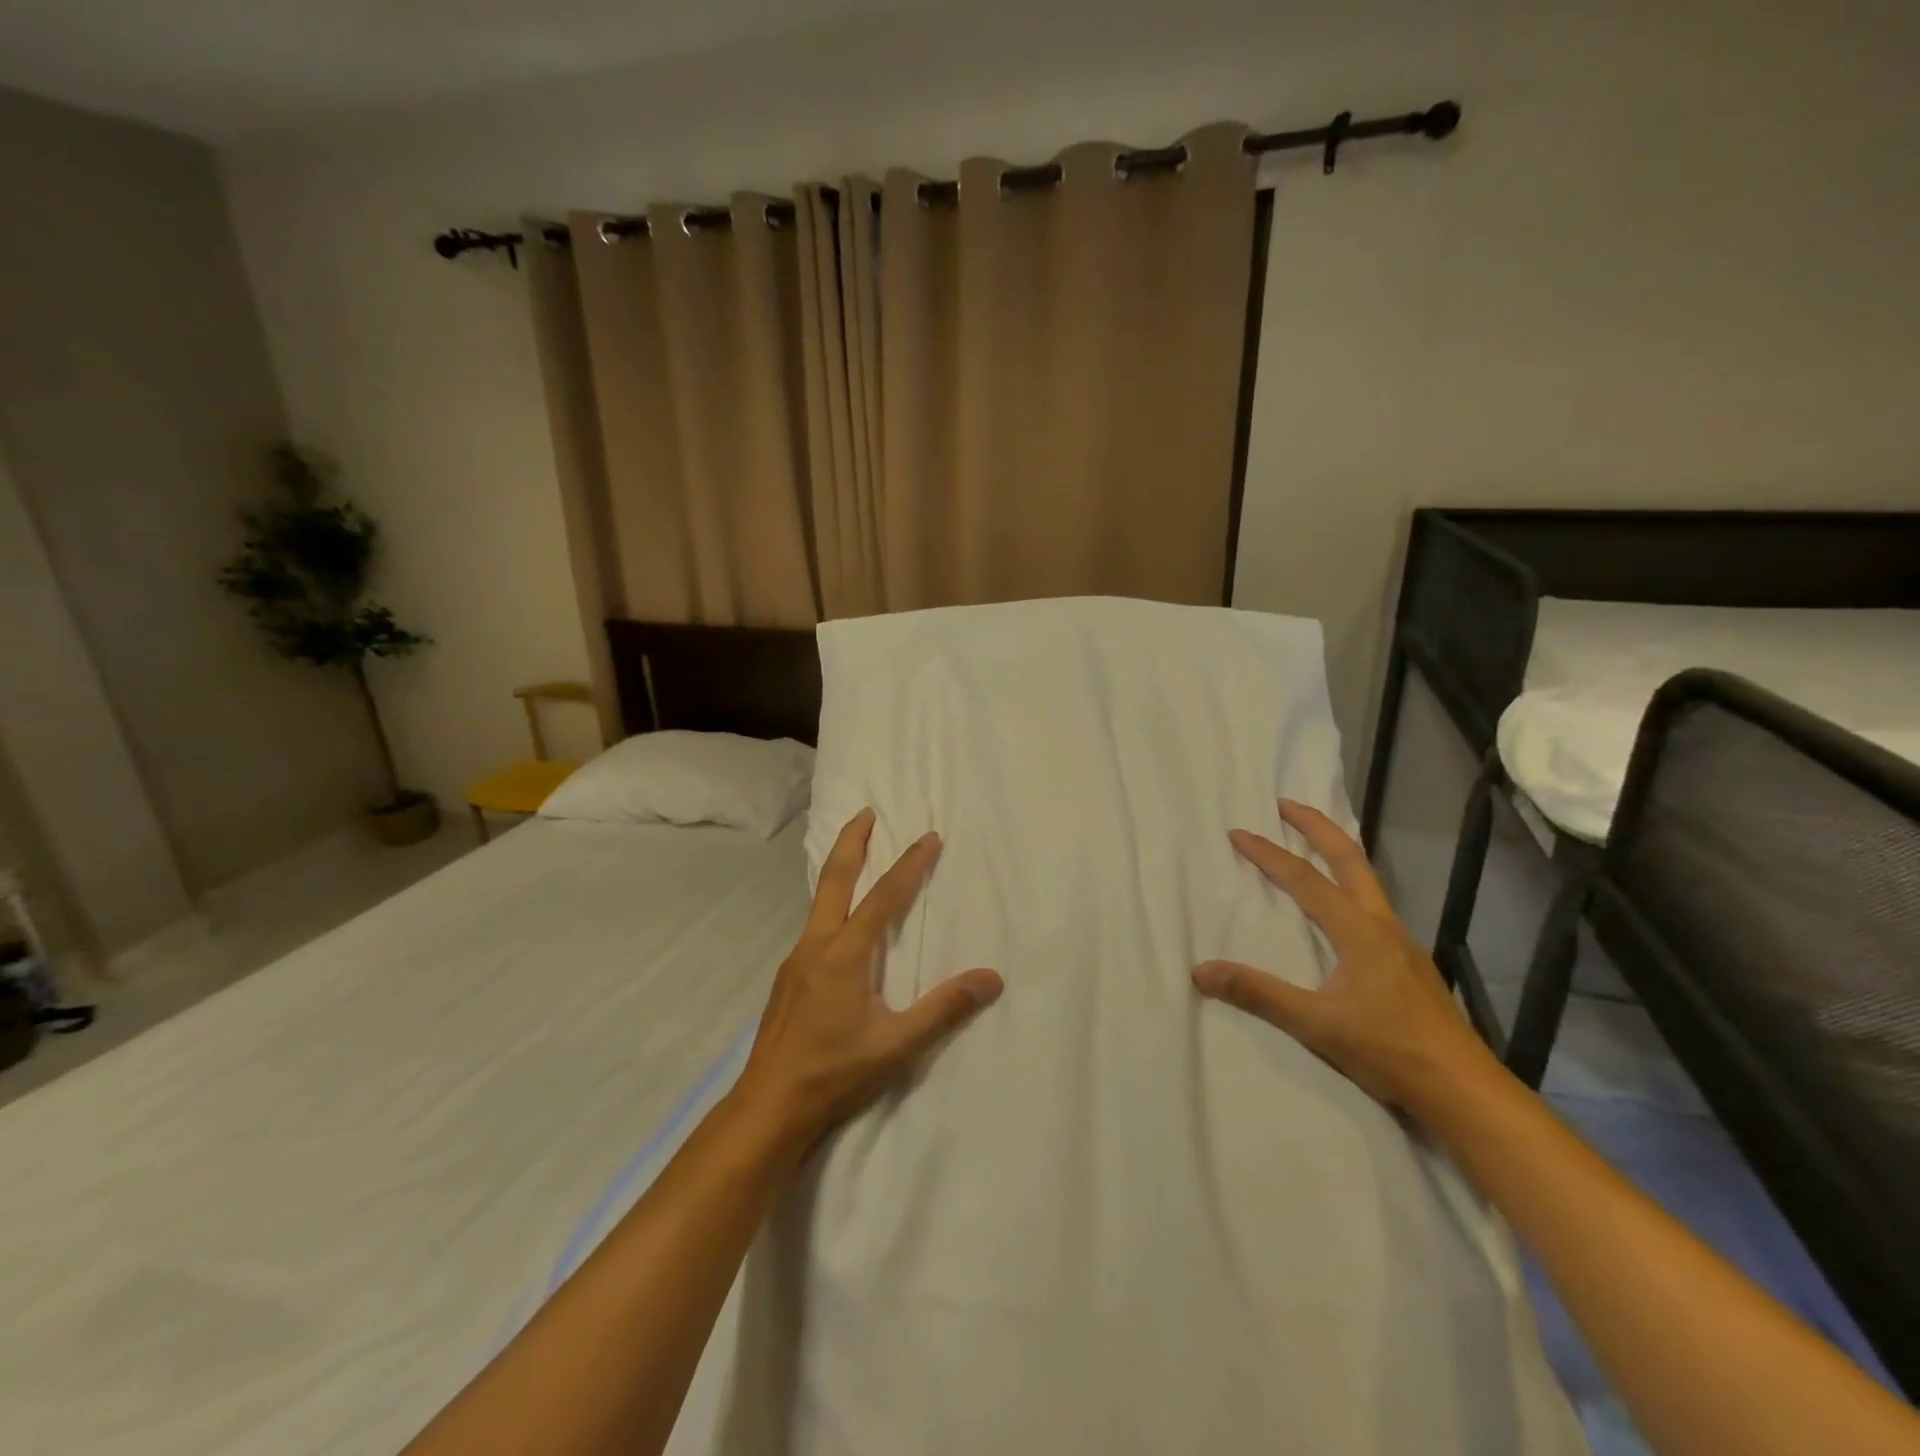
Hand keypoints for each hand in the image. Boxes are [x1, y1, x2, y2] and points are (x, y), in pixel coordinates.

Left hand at [734, 809, 1003, 1151]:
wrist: (768, 1106)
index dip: (909, 865)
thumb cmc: (834, 1074)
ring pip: (820, 901)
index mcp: (844, 954)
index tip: (929, 837)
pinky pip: (814, 925)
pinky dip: (831, 903)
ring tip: (857, 855)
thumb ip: (944, 1009)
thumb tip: (991, 978)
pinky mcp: (789, 978)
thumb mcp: (896, 1045)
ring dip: (840, 871)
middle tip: (867, 813)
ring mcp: (796, 960)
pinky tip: (839, 921)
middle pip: (835, 880)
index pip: (884, 897)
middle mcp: (816, 945)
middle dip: (853, 842)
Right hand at [1191, 799, 1495, 1116]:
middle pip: (1349, 859)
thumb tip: (1201, 971)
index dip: (1268, 853)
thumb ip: (1258, 993)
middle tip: (1286, 804)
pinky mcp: (1408, 961)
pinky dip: (1349, 882)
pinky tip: (1342, 906)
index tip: (1238, 832)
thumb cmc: (1389, 1050)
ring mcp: (1400, 942)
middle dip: (1317, 827)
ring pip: (1366, 879)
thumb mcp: (1315, 1024)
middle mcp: (1381, 924)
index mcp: (1358, 930)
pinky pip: (1373, 904)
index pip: (1304, 879)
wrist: (1463, 1088)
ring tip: (1312, 841)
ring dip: (1337, 851)